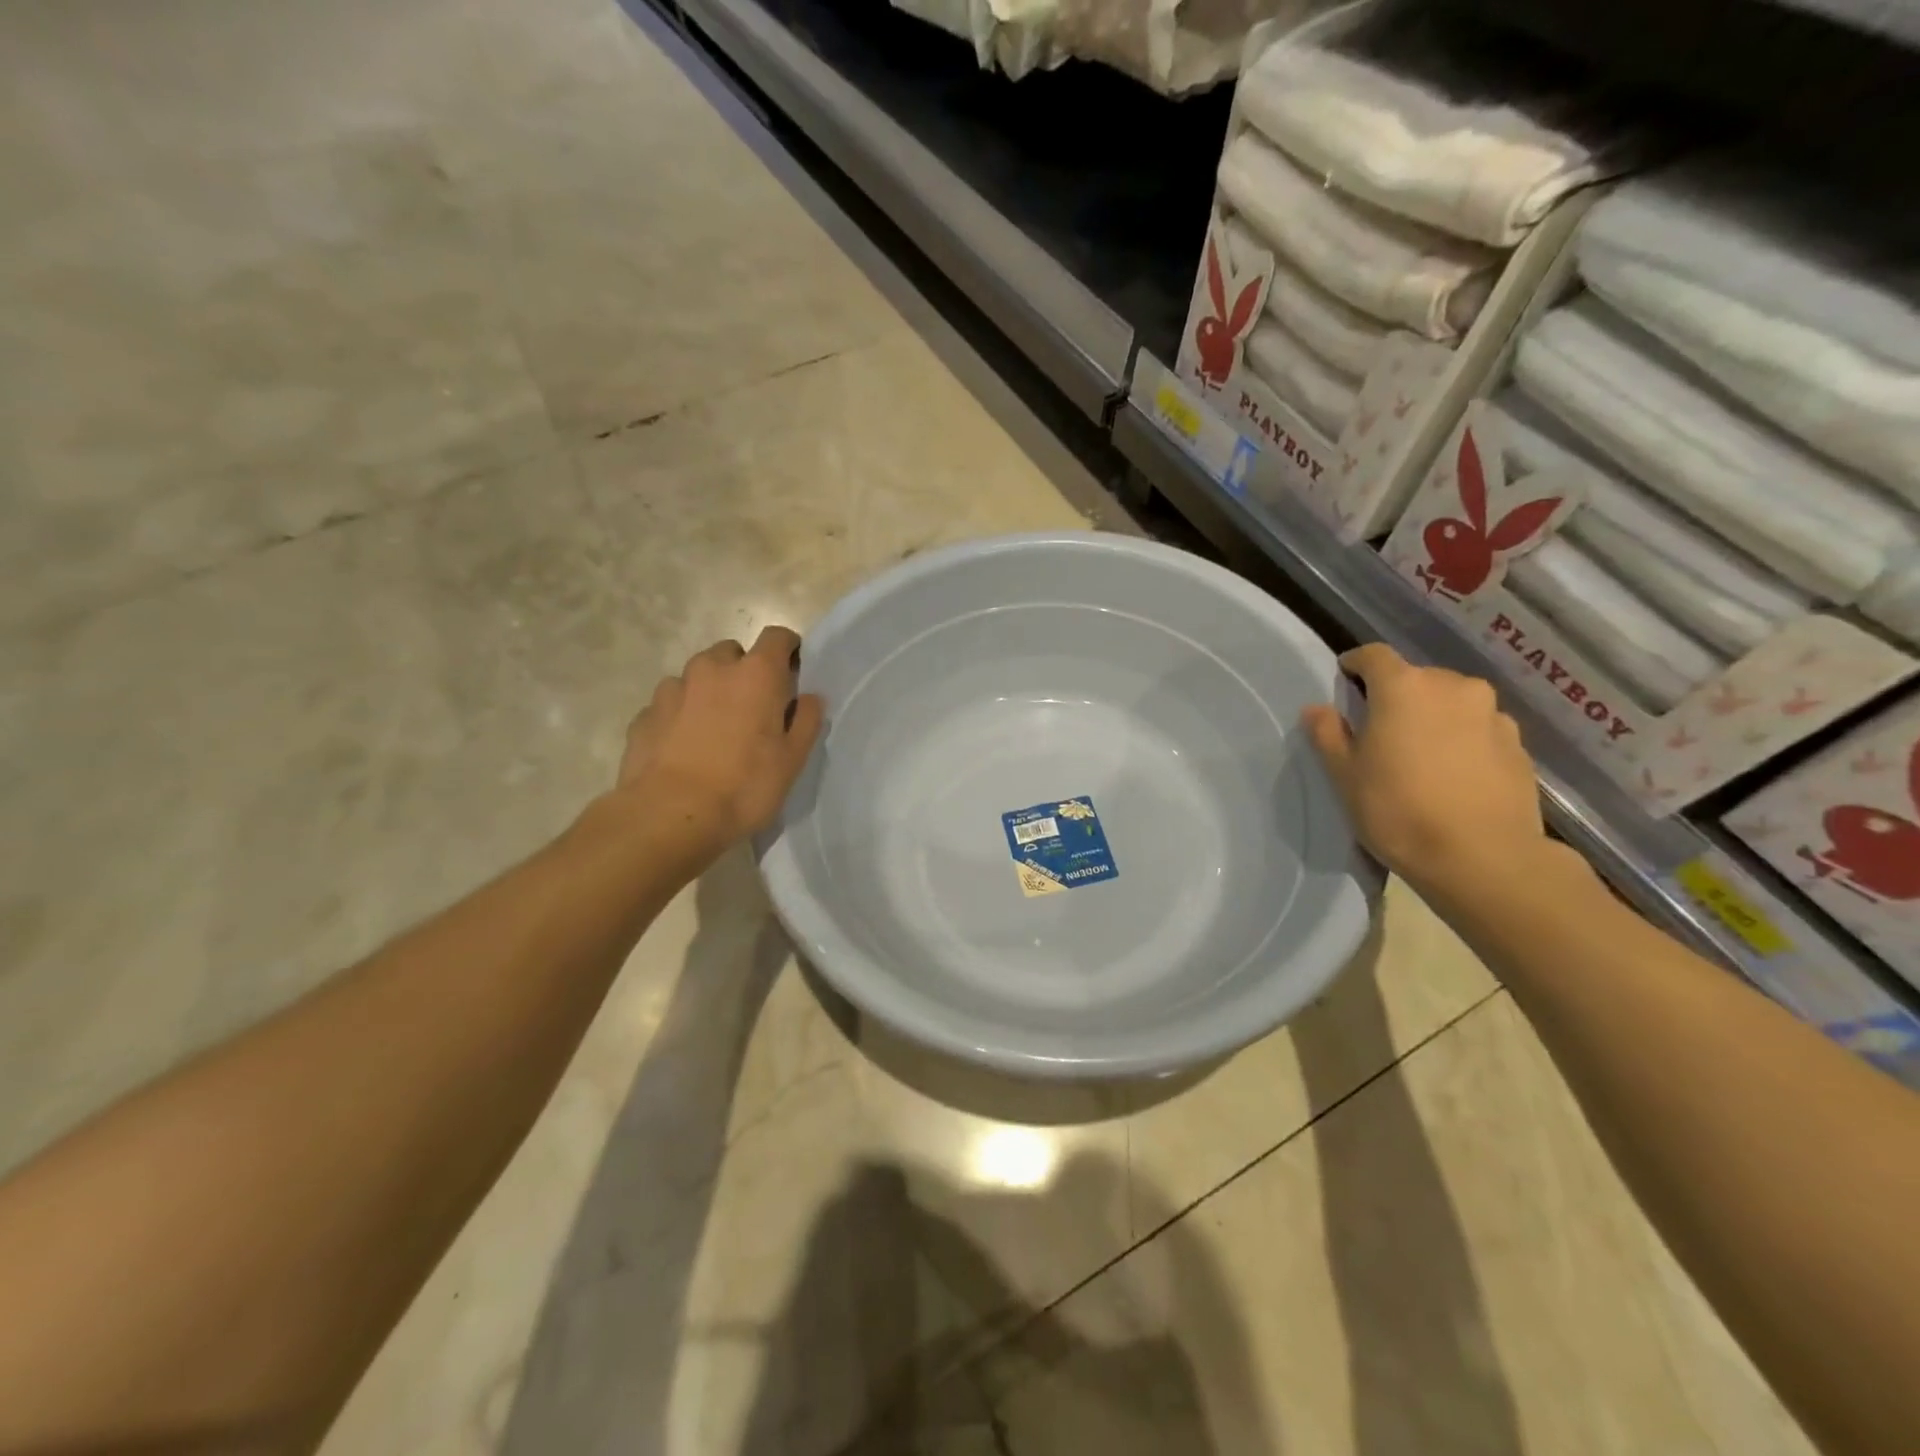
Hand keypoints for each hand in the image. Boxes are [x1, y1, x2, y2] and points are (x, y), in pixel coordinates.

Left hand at [617, 626, 823, 853]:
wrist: (670, 816)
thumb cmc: (744, 786)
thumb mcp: (792, 760)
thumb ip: (806, 721)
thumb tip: (810, 698)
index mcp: (756, 674)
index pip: (777, 637)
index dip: (788, 650)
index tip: (792, 672)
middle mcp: (712, 669)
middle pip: (732, 653)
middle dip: (744, 671)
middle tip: (753, 709)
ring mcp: (672, 689)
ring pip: (697, 677)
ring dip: (709, 692)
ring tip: (714, 731)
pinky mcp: (644, 715)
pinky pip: (670, 704)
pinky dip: (680, 716)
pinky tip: (684, 748)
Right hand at [1302, 644, 1547, 903]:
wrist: (1483, 859)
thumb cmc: (1398, 810)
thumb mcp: (1345, 775)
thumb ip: (1328, 734)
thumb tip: (1317, 709)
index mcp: (1404, 687)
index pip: (1374, 656)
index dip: (1356, 665)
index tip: (1345, 681)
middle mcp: (1453, 687)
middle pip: (1416, 678)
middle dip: (1397, 696)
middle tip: (1380, 730)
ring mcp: (1493, 714)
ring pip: (1452, 702)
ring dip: (1433, 717)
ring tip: (1421, 755)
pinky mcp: (1519, 744)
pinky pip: (1479, 729)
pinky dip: (1462, 740)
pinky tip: (1453, 775)